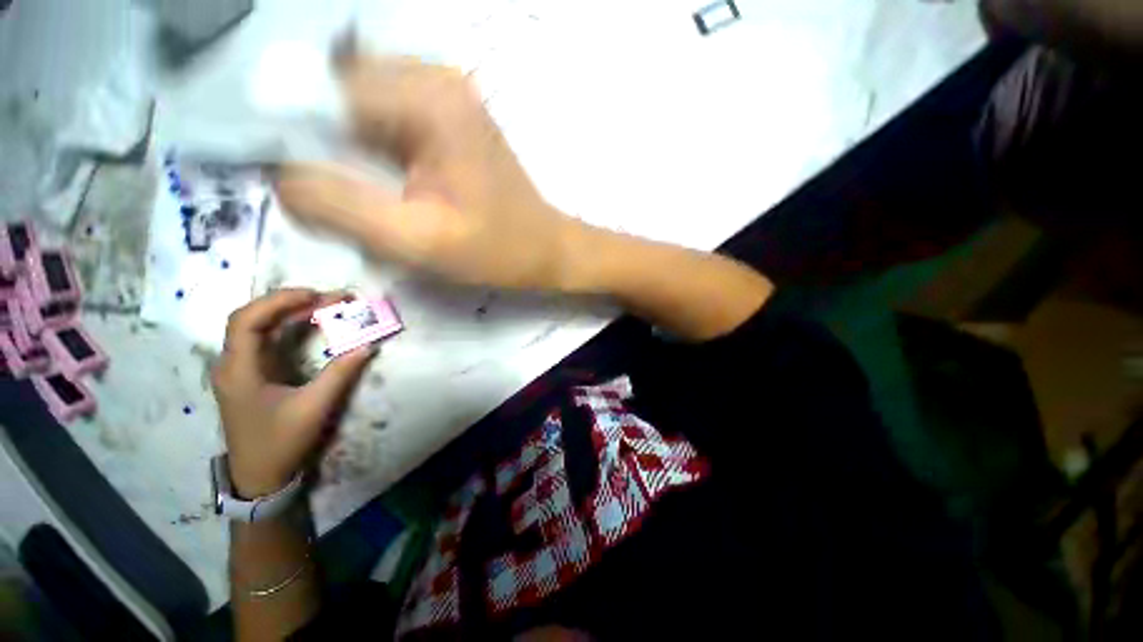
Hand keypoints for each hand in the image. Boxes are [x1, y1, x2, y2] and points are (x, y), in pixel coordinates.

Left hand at [211, 289, 375, 497]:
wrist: (259, 476)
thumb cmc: (280, 443)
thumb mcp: (314, 408)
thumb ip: (340, 374)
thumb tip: (367, 346)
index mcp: (239, 370)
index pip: (247, 321)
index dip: (279, 301)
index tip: (316, 295)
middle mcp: (233, 364)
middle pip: (252, 318)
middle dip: (291, 302)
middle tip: (331, 298)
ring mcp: (240, 368)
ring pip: (259, 327)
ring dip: (291, 312)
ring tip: (326, 305)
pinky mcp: (251, 374)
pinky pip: (266, 340)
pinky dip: (289, 327)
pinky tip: (310, 324)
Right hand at [275, 56, 579, 290]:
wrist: (545, 249)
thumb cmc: (496, 250)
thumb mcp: (417, 240)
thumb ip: (341, 206)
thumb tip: (280, 175)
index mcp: (428, 101)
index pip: (324, 91)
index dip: (291, 129)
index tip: (280, 169)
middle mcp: (436, 79)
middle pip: (341, 90)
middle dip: (319, 135)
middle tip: (323, 184)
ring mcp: (447, 94)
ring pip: (362, 102)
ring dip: (344, 140)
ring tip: (355, 184)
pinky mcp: (452, 116)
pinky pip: (390, 115)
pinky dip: (371, 142)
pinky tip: (381, 176)